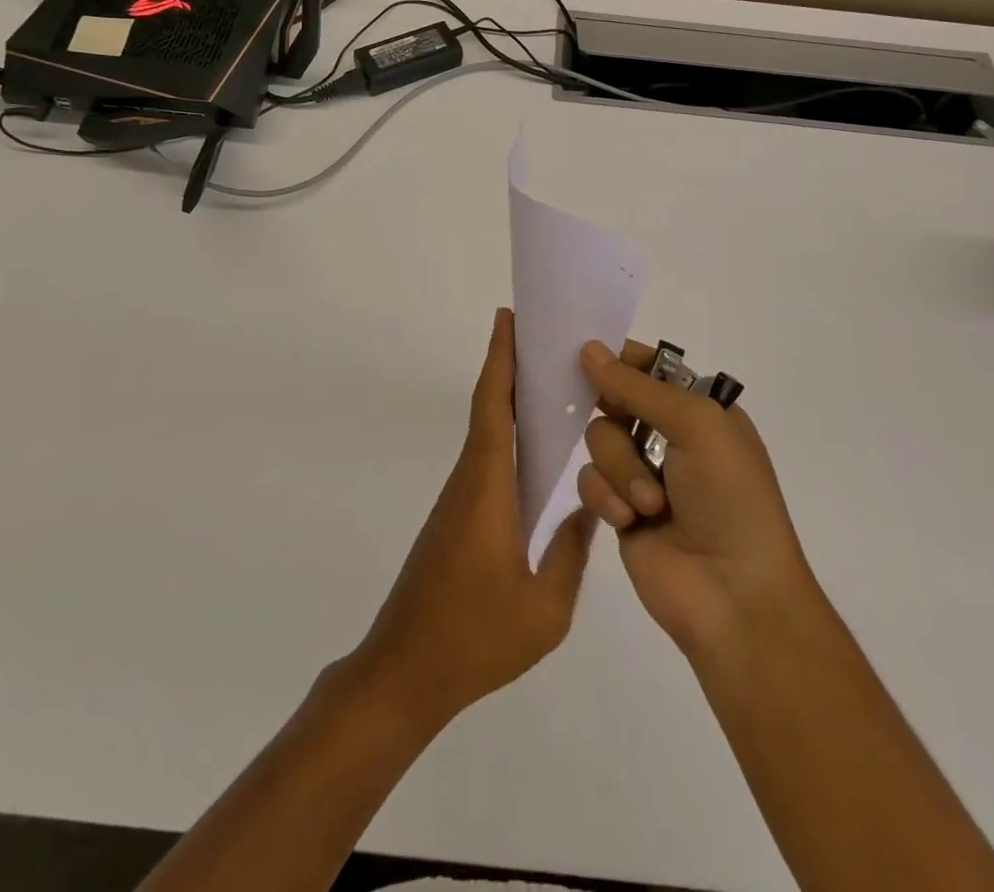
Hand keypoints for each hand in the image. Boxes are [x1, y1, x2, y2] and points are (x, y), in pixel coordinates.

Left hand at [349, 308, 594, 734]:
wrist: (403, 674)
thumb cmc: (474, 639)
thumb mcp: (544, 608)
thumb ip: (571, 554)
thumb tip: (590, 511)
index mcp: (487, 488)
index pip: (492, 406)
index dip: (500, 359)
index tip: (508, 319)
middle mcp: (468, 482)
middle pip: (488, 409)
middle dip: (510, 367)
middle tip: (544, 339)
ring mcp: (458, 502)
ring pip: (486, 436)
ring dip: (510, 402)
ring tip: (552, 387)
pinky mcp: (455, 521)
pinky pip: (485, 463)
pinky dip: (507, 439)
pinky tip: (535, 455)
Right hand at [576, 339, 821, 665]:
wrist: (735, 596)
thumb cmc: (731, 498)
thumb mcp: (697, 425)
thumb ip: (638, 386)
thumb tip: (588, 348)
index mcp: (700, 409)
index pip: (651, 367)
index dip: (621, 360)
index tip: (587, 354)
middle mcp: (670, 436)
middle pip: (615, 399)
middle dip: (616, 416)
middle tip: (621, 422)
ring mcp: (643, 474)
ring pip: (598, 439)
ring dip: (620, 467)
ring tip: (649, 502)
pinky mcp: (620, 510)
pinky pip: (590, 481)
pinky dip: (607, 497)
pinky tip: (630, 520)